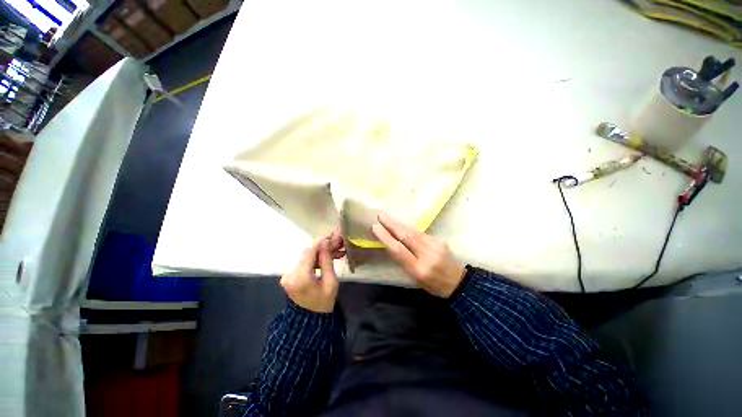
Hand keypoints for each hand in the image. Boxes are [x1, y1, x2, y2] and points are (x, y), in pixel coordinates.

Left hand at [280, 238, 338, 312]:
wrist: (310, 321)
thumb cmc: (324, 303)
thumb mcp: (331, 282)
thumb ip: (327, 261)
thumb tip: (326, 243)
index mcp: (300, 277)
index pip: (309, 252)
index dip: (321, 242)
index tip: (333, 237)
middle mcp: (289, 274)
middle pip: (307, 253)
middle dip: (323, 247)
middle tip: (337, 244)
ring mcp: (287, 275)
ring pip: (306, 256)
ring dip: (320, 253)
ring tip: (335, 252)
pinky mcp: (289, 275)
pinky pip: (303, 262)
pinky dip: (315, 259)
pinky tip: (326, 258)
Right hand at [371, 214, 465, 297]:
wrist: (458, 282)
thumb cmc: (433, 285)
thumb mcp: (415, 278)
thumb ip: (404, 260)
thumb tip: (392, 243)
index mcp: (419, 269)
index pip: (398, 250)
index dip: (386, 238)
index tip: (375, 227)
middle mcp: (427, 255)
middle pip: (406, 236)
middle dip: (391, 225)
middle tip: (380, 216)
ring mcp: (435, 246)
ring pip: (413, 232)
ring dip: (398, 224)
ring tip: (387, 218)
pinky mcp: (439, 240)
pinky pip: (420, 233)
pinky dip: (409, 229)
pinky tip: (402, 226)